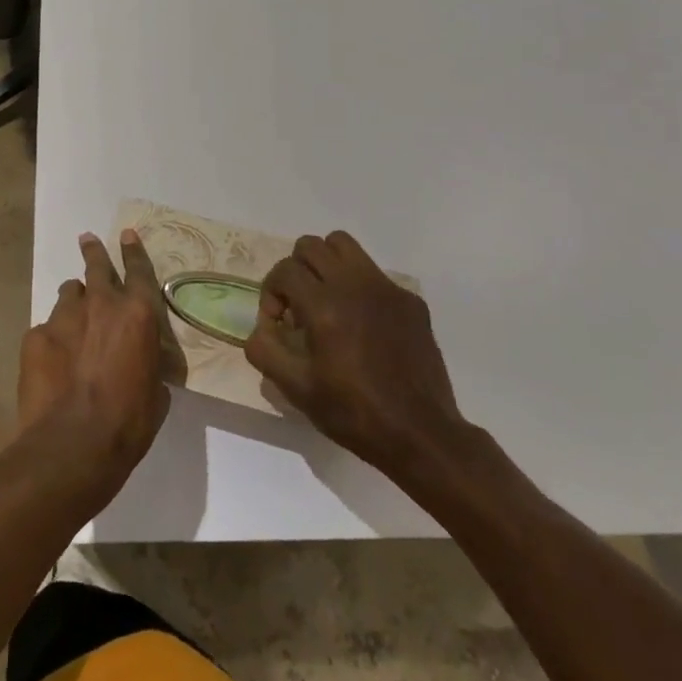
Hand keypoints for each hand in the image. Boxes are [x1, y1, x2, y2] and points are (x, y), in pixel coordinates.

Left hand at [17, 230, 171, 507]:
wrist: (73, 445)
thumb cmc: (128, 423)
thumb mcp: (156, 392)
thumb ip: (148, 362)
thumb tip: (143, 361)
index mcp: (138, 315)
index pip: (139, 271)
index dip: (133, 251)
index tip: (126, 235)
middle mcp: (101, 305)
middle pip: (96, 266)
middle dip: (94, 251)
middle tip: (87, 240)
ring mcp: (63, 317)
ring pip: (69, 294)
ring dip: (74, 302)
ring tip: (73, 321)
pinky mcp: (35, 336)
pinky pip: (46, 328)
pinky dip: (52, 339)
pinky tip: (53, 364)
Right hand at [245, 231, 485, 505]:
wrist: (420, 435)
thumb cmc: (353, 413)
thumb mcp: (297, 390)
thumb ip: (265, 350)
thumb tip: (261, 327)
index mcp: (324, 306)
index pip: (284, 270)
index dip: (271, 293)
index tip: (278, 324)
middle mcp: (354, 285)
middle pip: (311, 246)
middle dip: (295, 270)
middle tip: (299, 305)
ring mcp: (386, 288)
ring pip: (344, 245)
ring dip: (326, 264)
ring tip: (327, 299)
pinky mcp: (410, 300)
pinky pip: (374, 273)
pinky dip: (358, 287)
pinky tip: (364, 325)